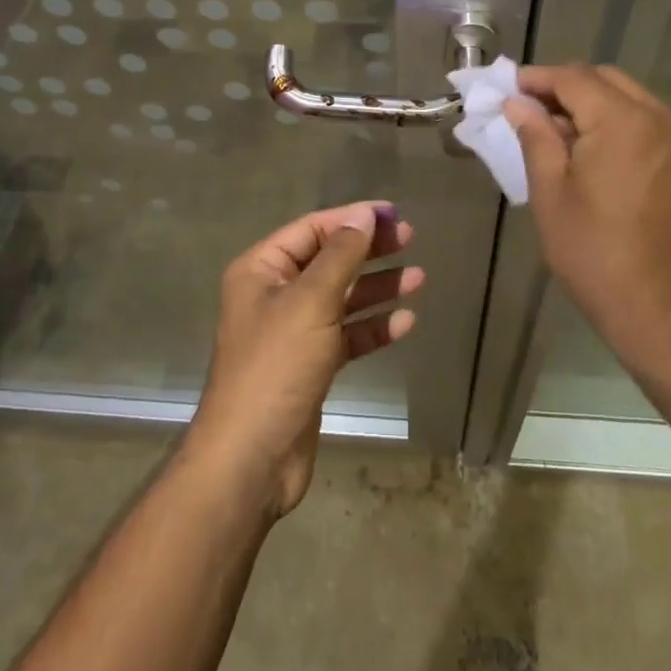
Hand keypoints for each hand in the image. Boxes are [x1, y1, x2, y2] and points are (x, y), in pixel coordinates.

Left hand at [188, 201, 423, 518]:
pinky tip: (405, 321)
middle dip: (368, 250)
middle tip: (409, 239)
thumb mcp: (310, 301)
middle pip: (329, 261)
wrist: (252, 457)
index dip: (351, 218)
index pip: (312, 229)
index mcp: (261, 270)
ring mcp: (293, 332)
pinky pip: (346, 335)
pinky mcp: (310, 365)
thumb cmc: (276, 366)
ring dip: (377, 288)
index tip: (392, 213)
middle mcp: (274, 295)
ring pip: (341, 299)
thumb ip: (340, 255)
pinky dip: (373, 328)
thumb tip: (363, 214)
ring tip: (419, 278)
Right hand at [503, 64, 670, 383]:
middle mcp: (658, 117)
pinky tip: (586, 149)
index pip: (573, 78)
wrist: (665, 313)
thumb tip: (518, 104)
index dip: (535, 79)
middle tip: (526, 110)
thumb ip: (535, 138)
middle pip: (603, 79)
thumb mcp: (551, 194)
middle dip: (562, 86)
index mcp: (623, 121)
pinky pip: (643, 120)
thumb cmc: (596, 255)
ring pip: (626, 97)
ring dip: (588, 102)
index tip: (505, 90)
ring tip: (552, 130)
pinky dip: (611, 120)